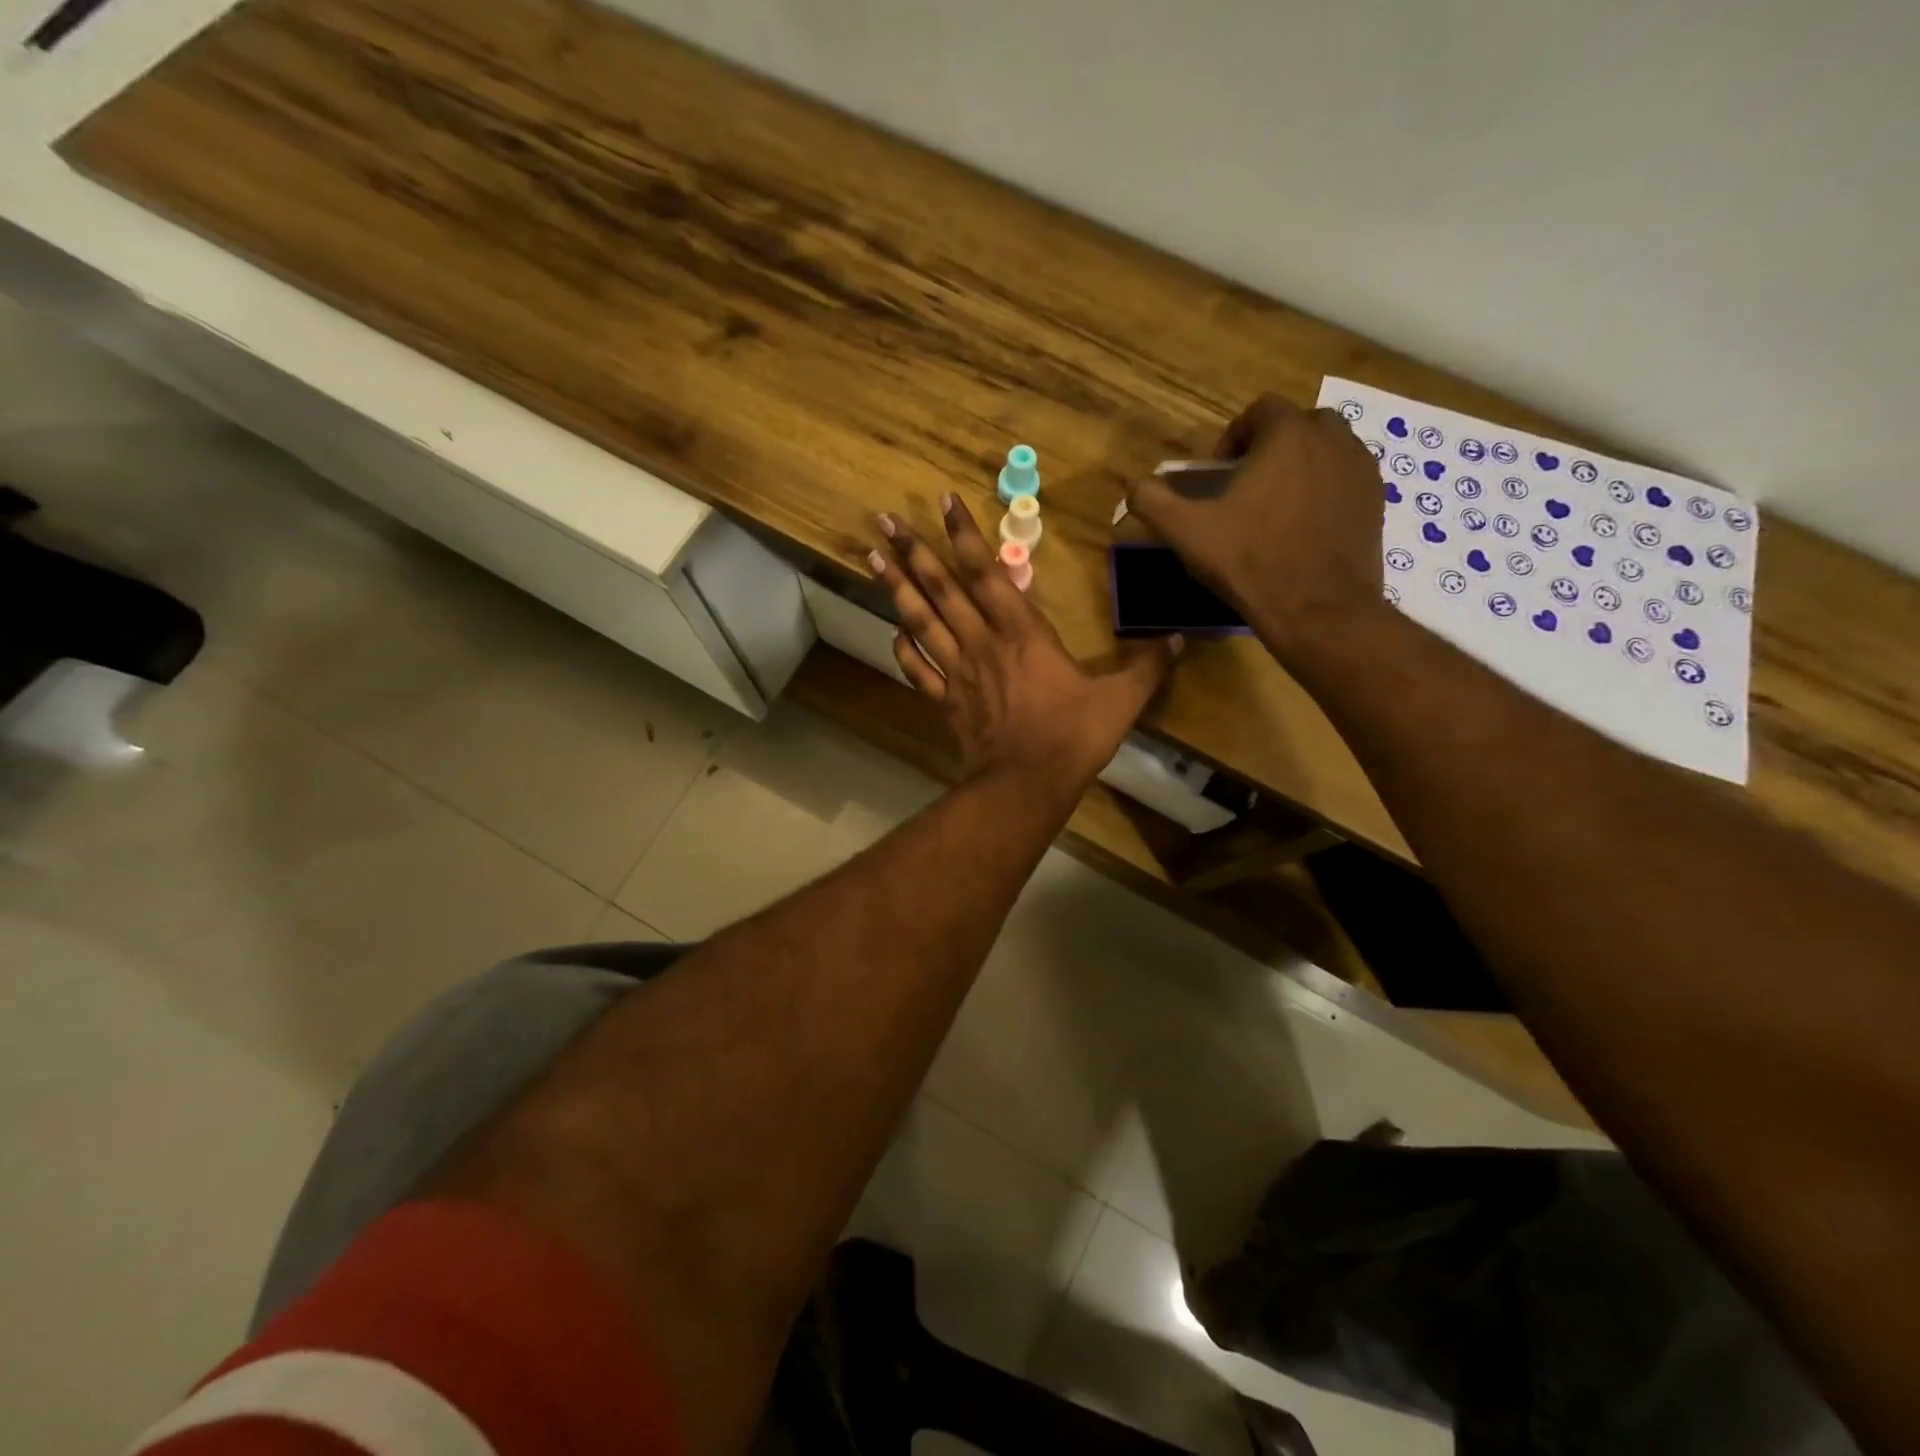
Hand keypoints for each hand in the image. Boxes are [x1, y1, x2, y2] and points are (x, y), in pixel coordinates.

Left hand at [872, 496, 1181, 784]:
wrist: (1027, 784)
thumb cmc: (1073, 737)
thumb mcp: (1121, 700)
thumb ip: (1149, 667)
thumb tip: (1182, 638)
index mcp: (1022, 633)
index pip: (987, 572)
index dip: (965, 535)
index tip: (944, 501)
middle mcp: (982, 642)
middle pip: (942, 589)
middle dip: (914, 551)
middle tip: (886, 519)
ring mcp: (958, 672)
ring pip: (921, 621)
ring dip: (896, 587)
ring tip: (873, 556)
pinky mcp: (946, 701)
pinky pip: (917, 669)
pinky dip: (902, 648)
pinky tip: (892, 629)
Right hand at [1127, 394, 1385, 664]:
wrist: (1318, 610)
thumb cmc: (1250, 563)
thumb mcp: (1187, 533)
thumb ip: (1153, 501)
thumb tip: (1135, 486)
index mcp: (1287, 435)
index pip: (1260, 410)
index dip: (1233, 438)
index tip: (1219, 476)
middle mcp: (1333, 439)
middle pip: (1298, 424)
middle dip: (1271, 447)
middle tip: (1248, 488)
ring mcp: (1362, 470)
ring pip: (1328, 450)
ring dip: (1301, 466)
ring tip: (1277, 507)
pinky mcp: (1377, 501)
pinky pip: (1346, 479)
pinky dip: (1325, 490)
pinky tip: (1304, 528)